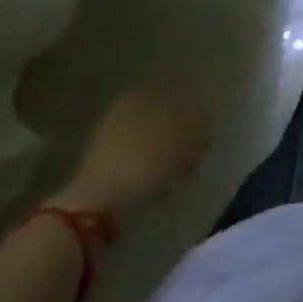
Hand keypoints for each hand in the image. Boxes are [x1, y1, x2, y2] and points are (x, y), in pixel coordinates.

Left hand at [57, 90, 210, 215]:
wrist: (95, 205)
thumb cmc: (143, 162)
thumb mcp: (181, 141)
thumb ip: (198, 127)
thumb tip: (207, 123)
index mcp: (140, 96)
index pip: (176, 97)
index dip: (195, 115)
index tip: (206, 135)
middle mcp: (123, 111)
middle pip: (164, 120)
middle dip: (182, 138)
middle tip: (197, 156)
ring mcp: (111, 139)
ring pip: (152, 142)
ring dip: (168, 157)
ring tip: (181, 176)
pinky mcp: (105, 168)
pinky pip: (138, 163)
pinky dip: (152, 172)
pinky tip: (160, 187)